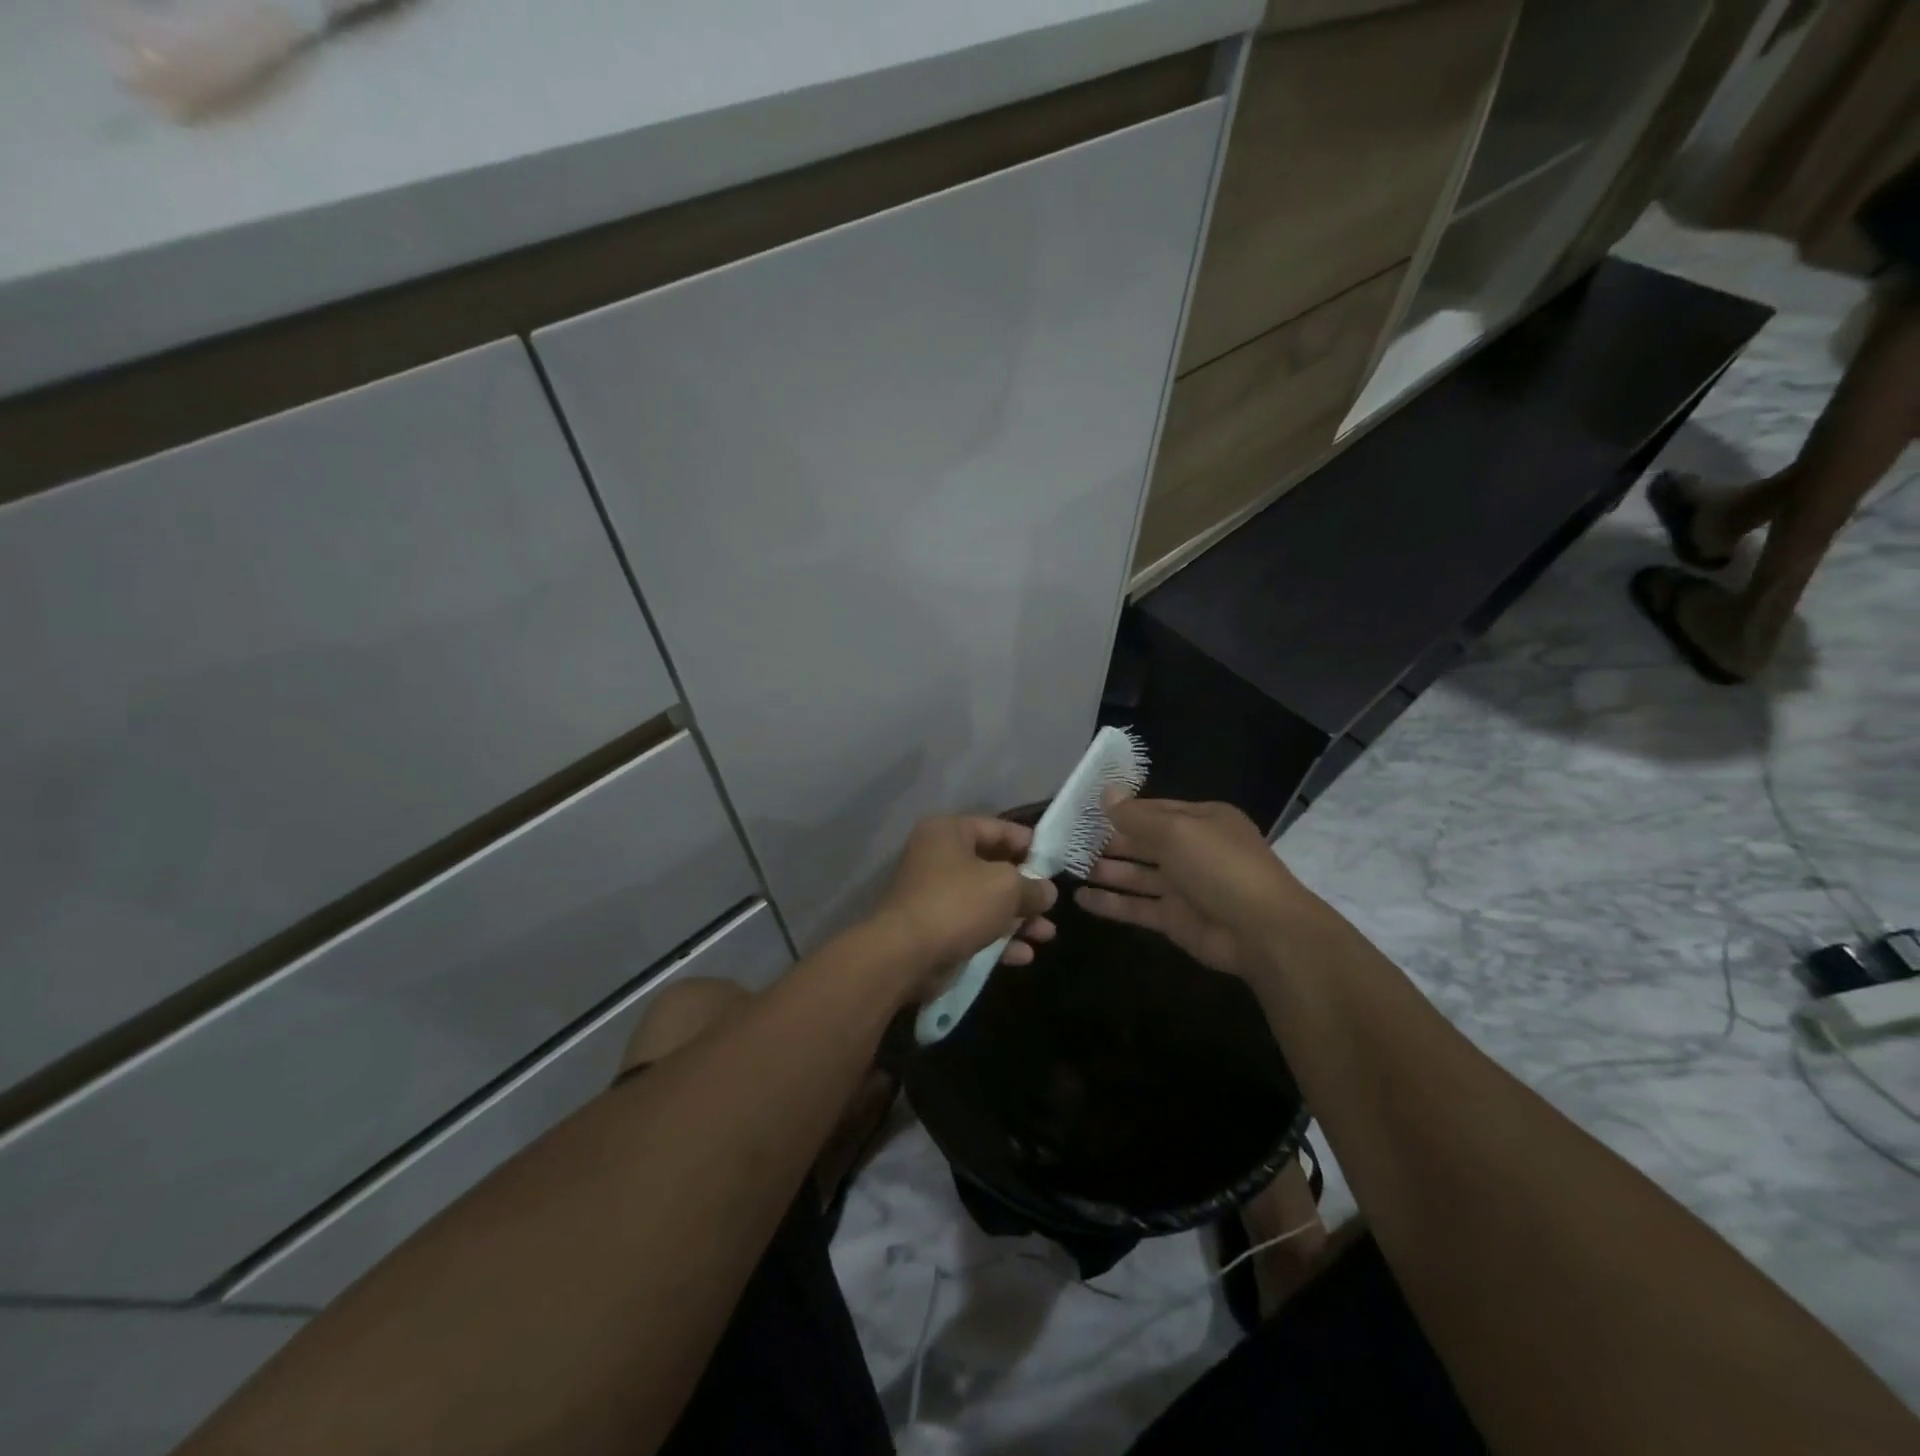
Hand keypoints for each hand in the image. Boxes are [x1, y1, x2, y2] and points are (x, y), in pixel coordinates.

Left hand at [874, 816, 1057, 989]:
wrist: (905, 955)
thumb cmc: (958, 904)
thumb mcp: (1007, 887)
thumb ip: (1032, 886)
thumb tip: (1047, 891)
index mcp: (948, 832)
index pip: (997, 828)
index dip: (1030, 844)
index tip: (1056, 862)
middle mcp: (937, 858)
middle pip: (992, 868)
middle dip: (1026, 889)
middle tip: (1052, 904)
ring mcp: (933, 896)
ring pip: (985, 902)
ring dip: (1017, 918)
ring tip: (1047, 935)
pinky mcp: (934, 930)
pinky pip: (973, 928)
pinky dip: (998, 939)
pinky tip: (1024, 955)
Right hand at [1075, 796, 1314, 977]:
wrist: (1263, 932)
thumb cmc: (1220, 867)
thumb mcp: (1177, 831)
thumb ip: (1136, 816)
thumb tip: (1105, 792)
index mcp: (1201, 820)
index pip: (1153, 809)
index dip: (1119, 809)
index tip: (1083, 809)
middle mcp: (1192, 850)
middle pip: (1142, 841)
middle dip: (1108, 840)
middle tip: (1067, 839)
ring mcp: (1183, 887)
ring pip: (1136, 874)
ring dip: (1105, 870)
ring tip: (1067, 865)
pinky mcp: (1174, 919)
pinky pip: (1136, 906)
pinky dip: (1110, 903)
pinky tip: (1081, 898)